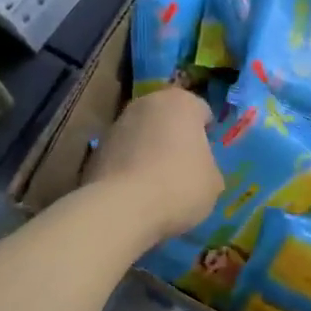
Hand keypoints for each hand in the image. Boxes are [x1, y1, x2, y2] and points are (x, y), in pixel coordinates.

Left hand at [83, 87, 221, 242]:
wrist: (122, 207)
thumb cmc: (179, 185)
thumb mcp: (213, 182)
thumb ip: (208, 166)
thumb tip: (198, 169)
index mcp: (181, 102)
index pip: (201, 111)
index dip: (206, 134)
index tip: (206, 157)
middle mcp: (147, 103)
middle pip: (168, 118)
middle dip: (175, 137)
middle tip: (183, 167)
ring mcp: (117, 123)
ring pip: (142, 134)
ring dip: (149, 150)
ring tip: (157, 184)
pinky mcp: (96, 148)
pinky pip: (123, 154)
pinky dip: (129, 166)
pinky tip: (135, 192)